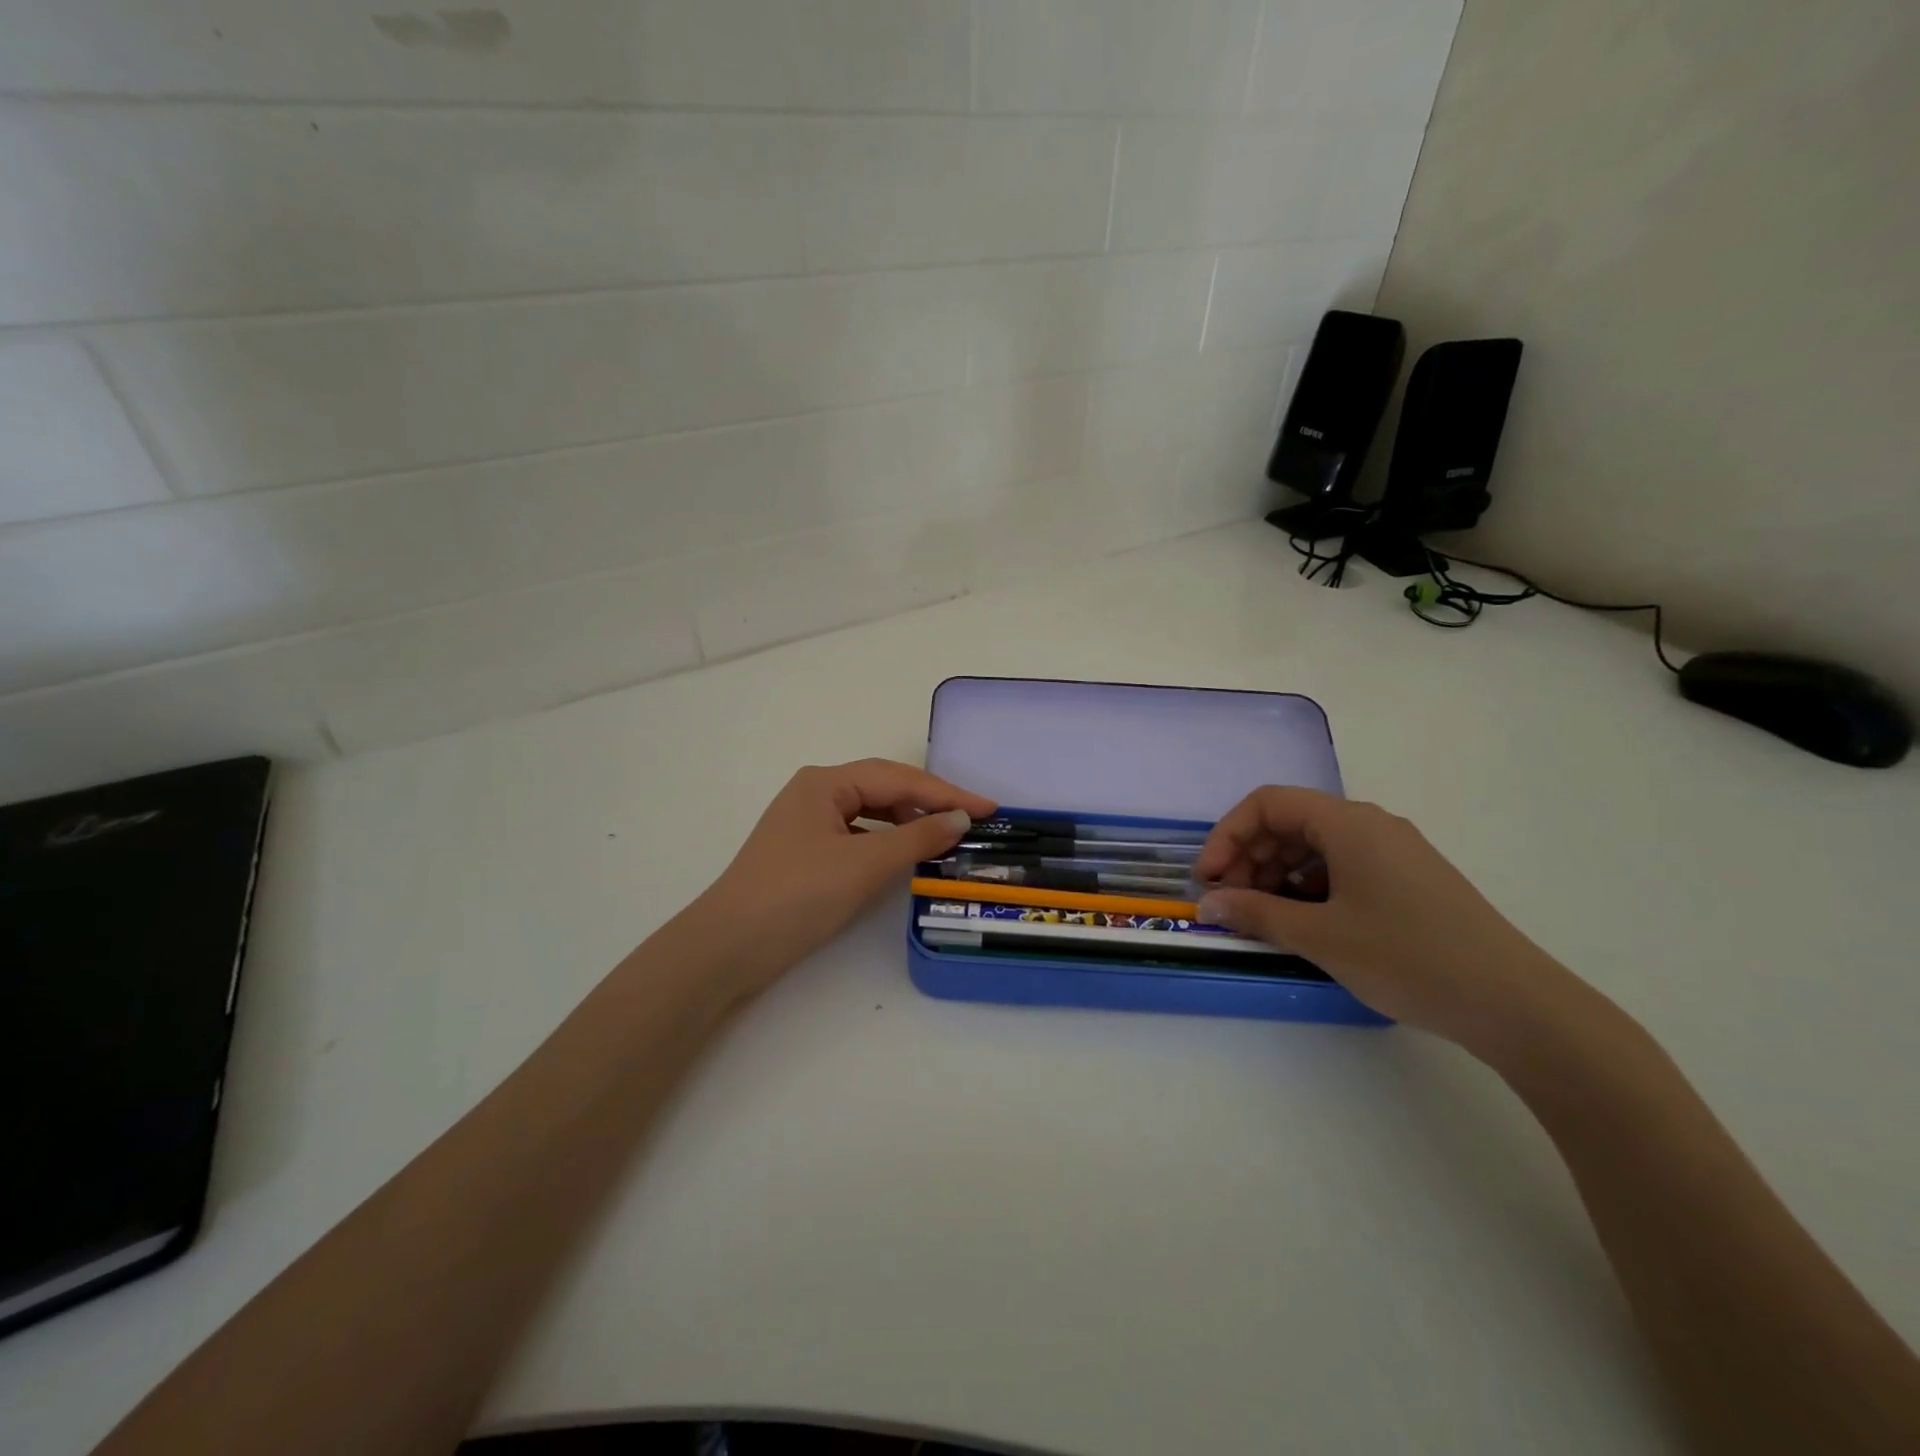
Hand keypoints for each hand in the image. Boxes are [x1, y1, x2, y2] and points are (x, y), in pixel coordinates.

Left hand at [689, 760, 996, 992]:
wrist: (727, 948)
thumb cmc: (797, 895)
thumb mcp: (864, 865)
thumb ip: (916, 839)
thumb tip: (960, 820)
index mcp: (825, 783)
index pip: (898, 778)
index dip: (946, 794)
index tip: (989, 808)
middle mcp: (815, 793)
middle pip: (883, 789)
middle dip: (929, 803)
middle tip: (972, 821)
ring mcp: (806, 824)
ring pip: (870, 813)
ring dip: (907, 823)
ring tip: (944, 838)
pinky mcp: (804, 853)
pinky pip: (857, 836)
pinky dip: (885, 843)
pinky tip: (902, 857)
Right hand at [1193, 787, 1587, 1056]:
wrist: (1516, 1004)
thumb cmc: (1408, 957)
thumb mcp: (1321, 937)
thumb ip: (1256, 914)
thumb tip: (1208, 906)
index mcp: (1348, 823)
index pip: (1267, 804)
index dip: (1227, 836)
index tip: (1208, 880)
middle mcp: (1370, 825)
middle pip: (1289, 822)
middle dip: (1248, 857)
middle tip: (1228, 902)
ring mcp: (1392, 852)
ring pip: (1314, 846)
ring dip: (1275, 874)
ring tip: (1259, 916)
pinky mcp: (1407, 880)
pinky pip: (1341, 866)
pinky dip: (1308, 886)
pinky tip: (1301, 922)